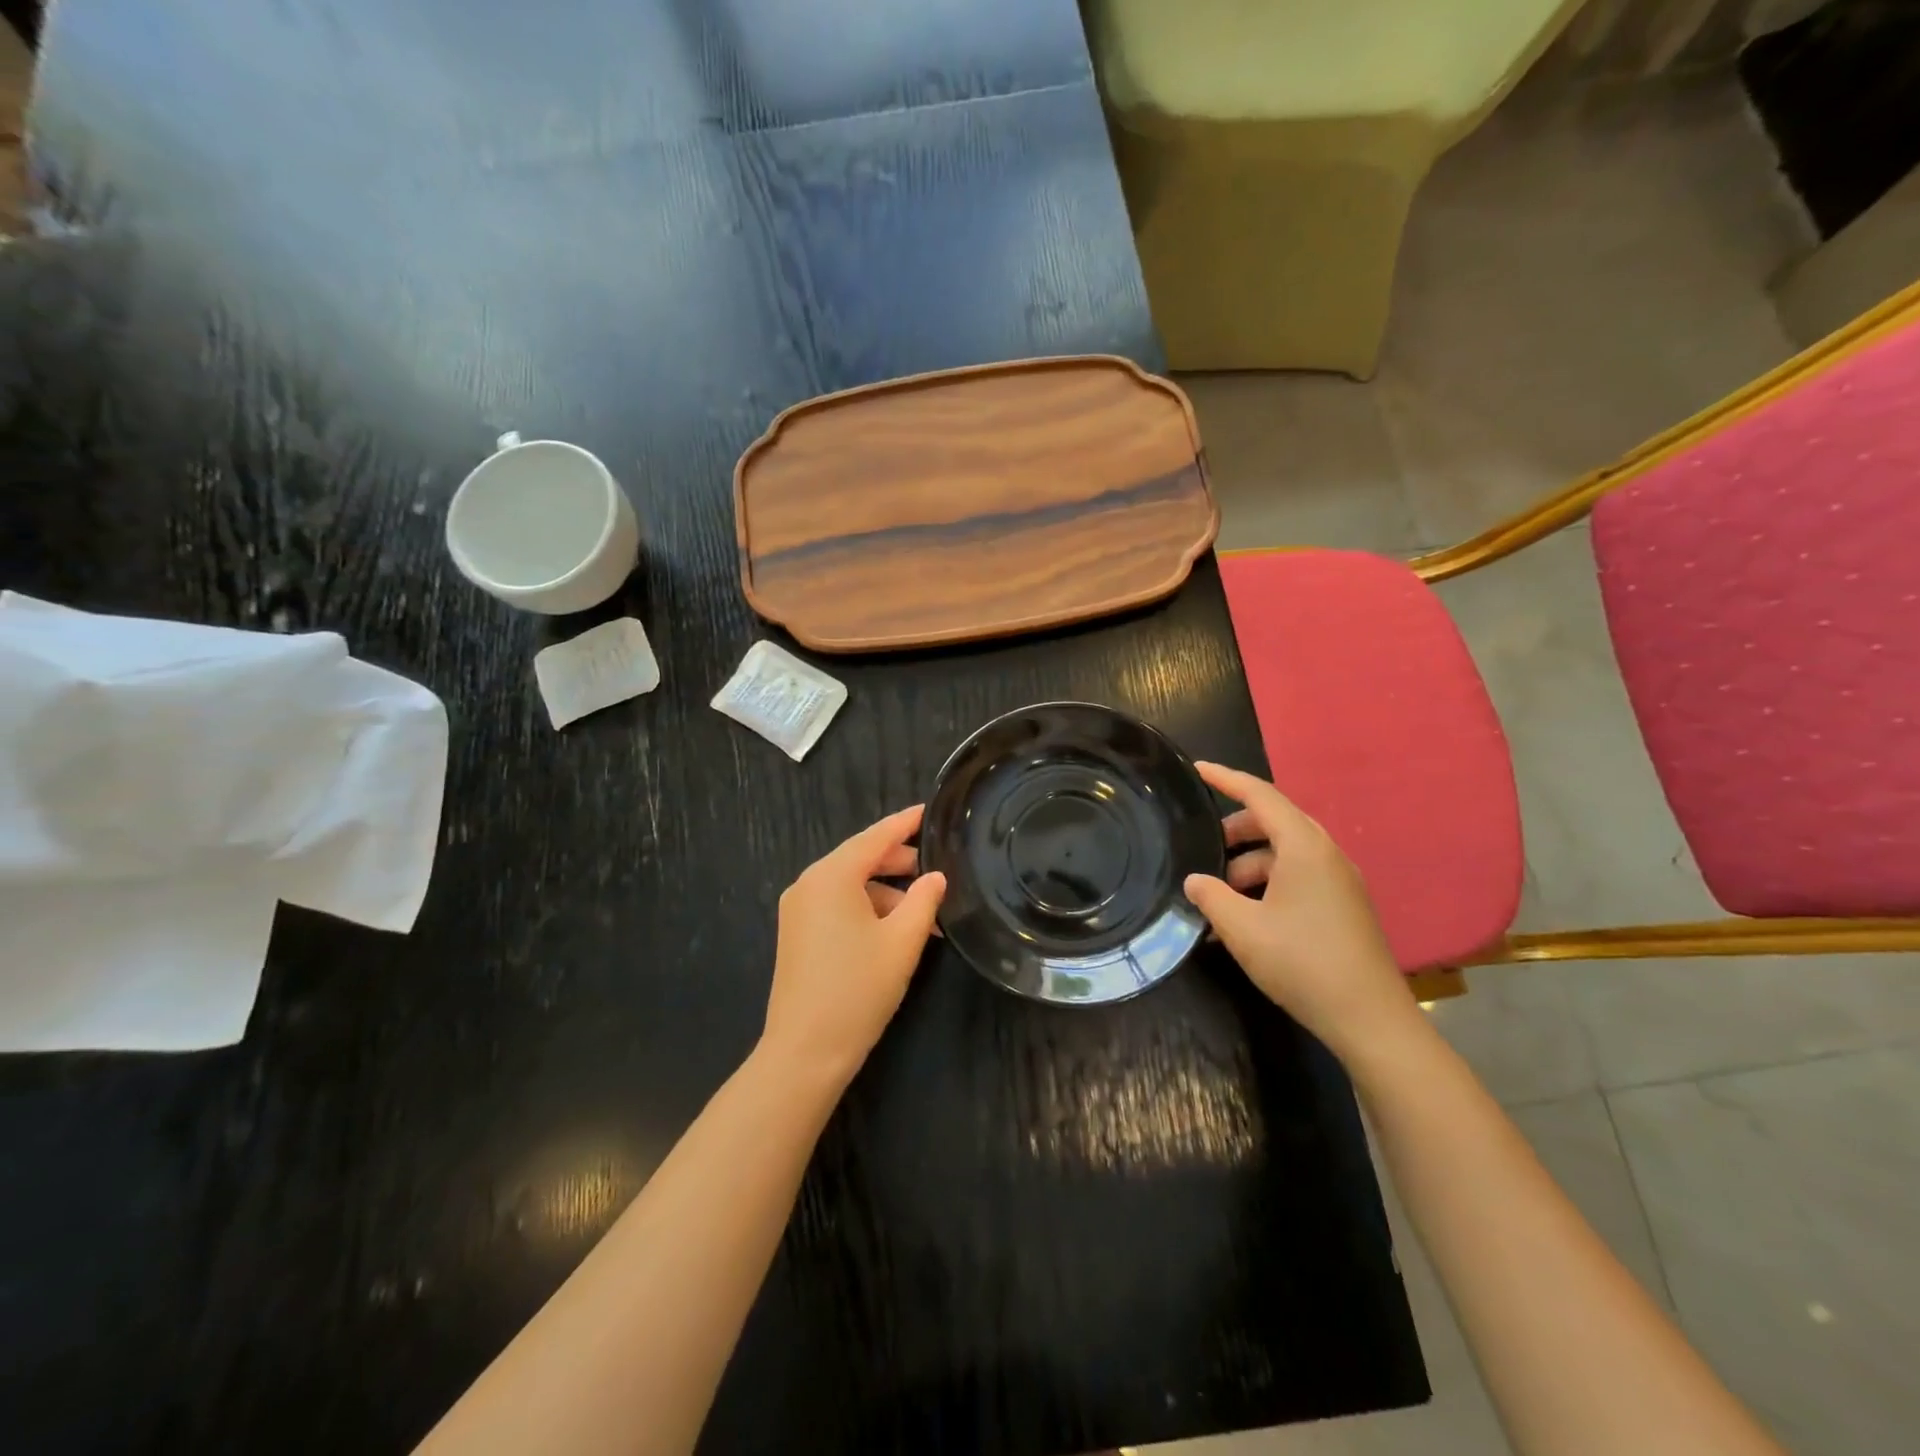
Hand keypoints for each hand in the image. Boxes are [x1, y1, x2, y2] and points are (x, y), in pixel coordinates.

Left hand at [760, 804, 946, 1088]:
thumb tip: (935, 877)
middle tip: (937, 869)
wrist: (805, 1051)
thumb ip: (924, 900)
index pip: (876, 836)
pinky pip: (837, 905)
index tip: (931, 811)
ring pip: (850, 885)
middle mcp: (808, 883)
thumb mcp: (902, 941)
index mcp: (831, 876)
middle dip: (899, 862)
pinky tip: (895, 931)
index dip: (906, 823)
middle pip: (860, 858)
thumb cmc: (858, 989)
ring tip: (924, 914)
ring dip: (887, 893)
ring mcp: (798, 909)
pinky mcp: (797, 933)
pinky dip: (867, 909)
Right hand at [1183, 763, 1416, 1058]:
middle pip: (1274, 823)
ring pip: (1285, 854)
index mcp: (1304, 847)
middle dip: (1235, 832)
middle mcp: (1326, 855)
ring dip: (1249, 865)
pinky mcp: (1344, 906)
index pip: (1260, 795)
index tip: (1197, 770)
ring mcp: (1340, 881)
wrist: (1370, 1019)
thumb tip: (1195, 880)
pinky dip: (1268, 885)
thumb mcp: (1242, 929)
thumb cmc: (1302, 963)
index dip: (1226, 779)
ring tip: (1220, 899)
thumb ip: (1211, 896)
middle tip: (1203, 849)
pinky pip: (1299, 877)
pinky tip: (1246, 920)